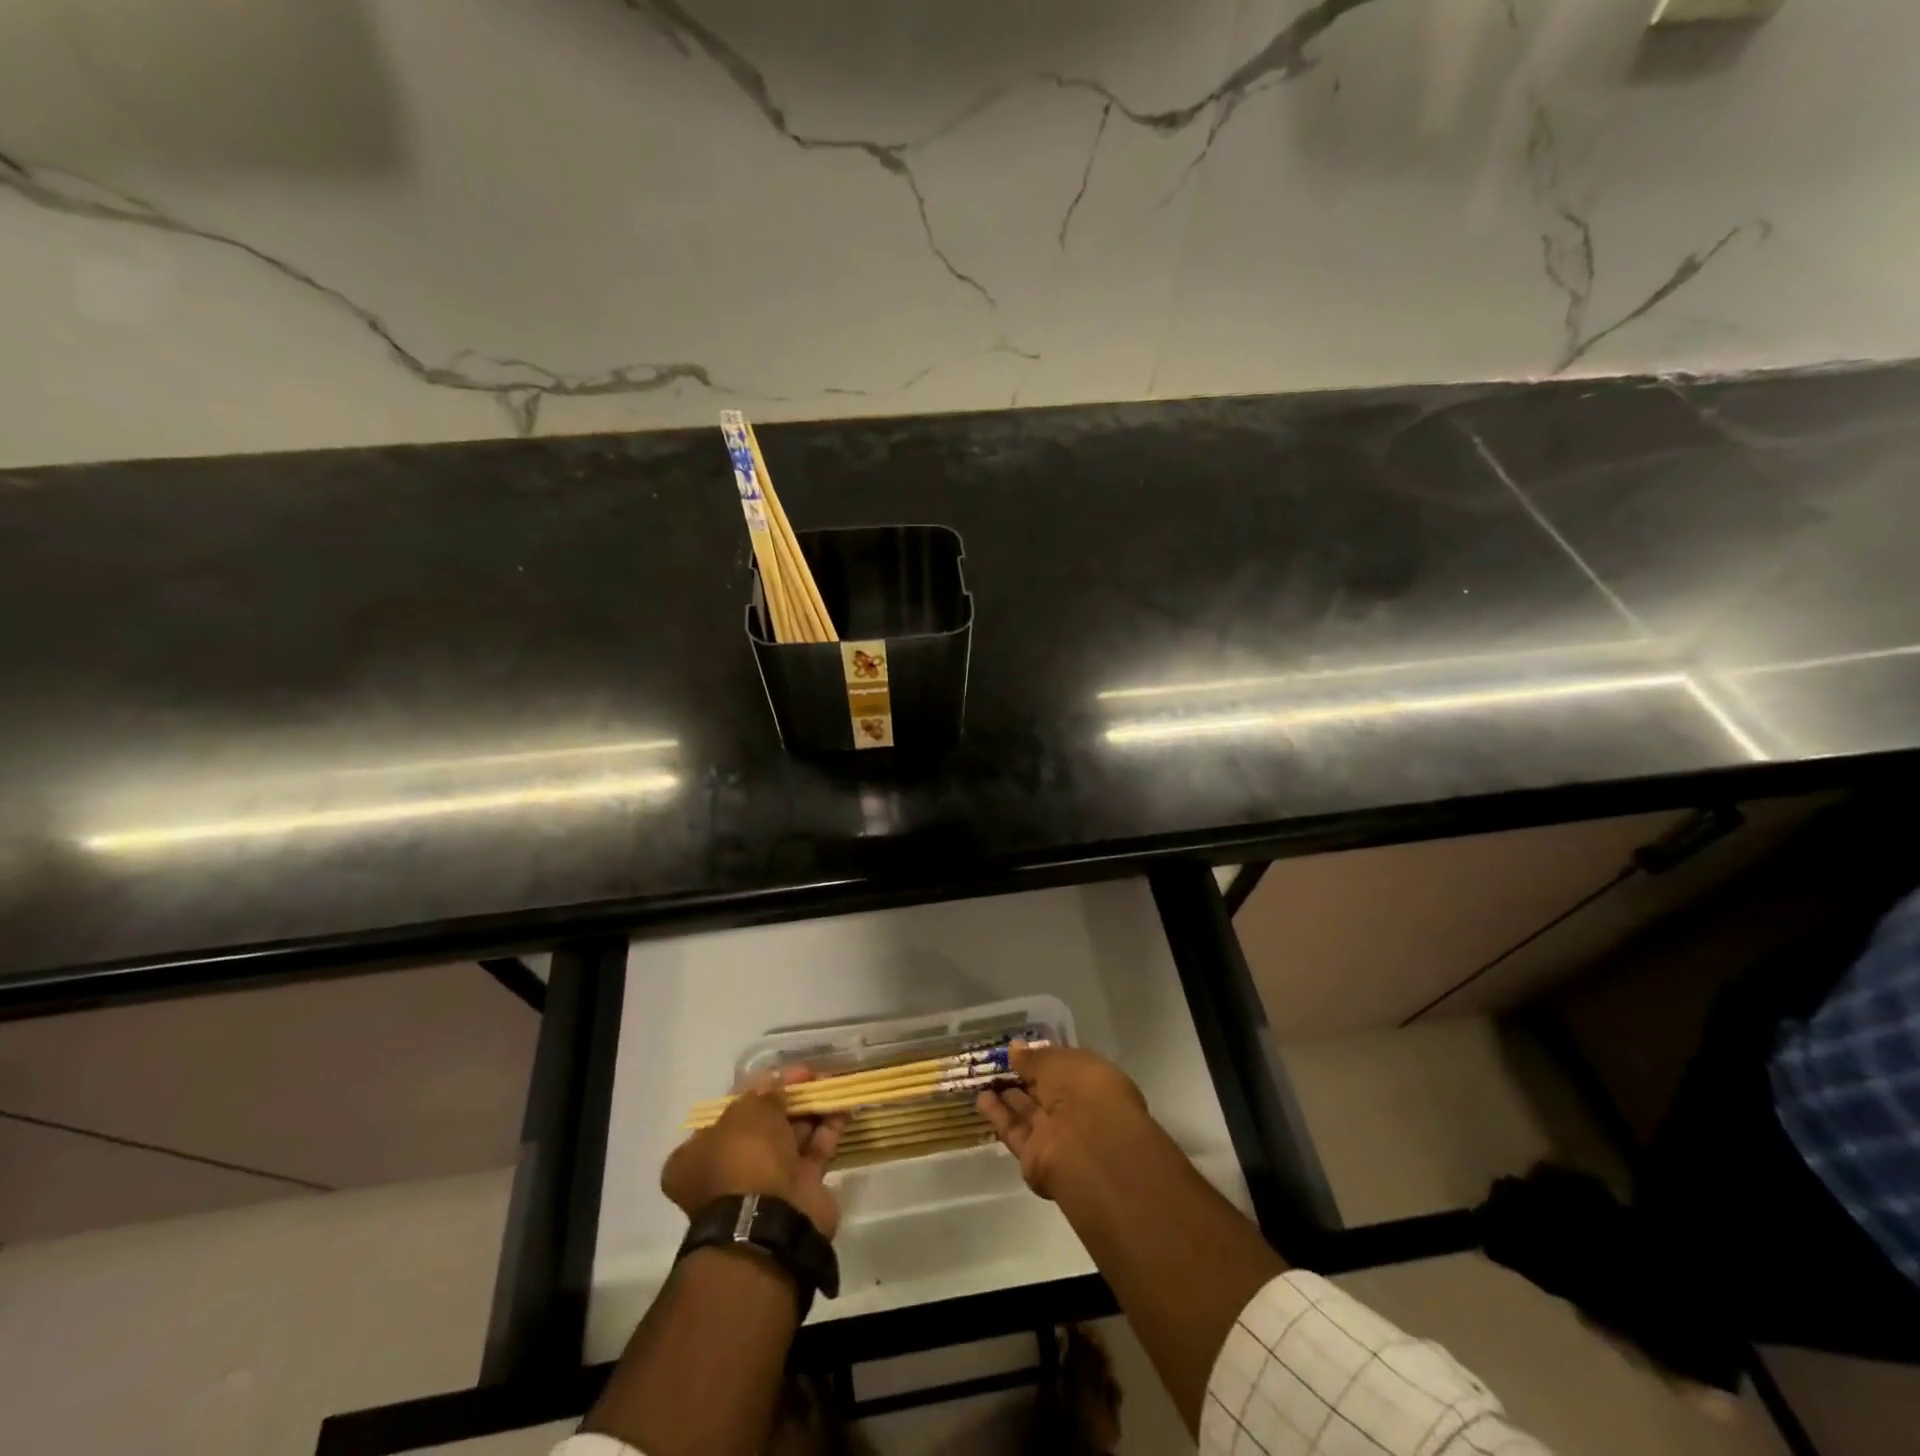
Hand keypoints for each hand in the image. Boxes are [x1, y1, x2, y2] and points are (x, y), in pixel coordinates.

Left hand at [662, 1067, 846, 1239]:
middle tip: (810, 1076)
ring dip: (810, 1111)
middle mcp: (727, 1172)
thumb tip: (773, 1083)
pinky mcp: (797, 1192)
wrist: (771, 1222)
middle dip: (787, 1099)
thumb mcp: (748, 1113)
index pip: (724, 1116)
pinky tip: (843, 1107)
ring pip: (789, 1138)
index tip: (776, 1076)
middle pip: (761, 1126)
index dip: (752, 1091)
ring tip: (832, 1085)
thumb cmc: (744, 1159)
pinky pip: (813, 1153)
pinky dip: (827, 1130)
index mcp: (697, 1157)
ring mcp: (763, 1185)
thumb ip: (762, 1094)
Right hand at [976, 1043, 1150, 1200]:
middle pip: (1045, 1092)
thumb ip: (1034, 1058)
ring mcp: (1057, 1136)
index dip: (1042, 1059)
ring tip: (983, 1078)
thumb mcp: (1058, 1062)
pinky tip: (981, 1098)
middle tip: (995, 1062)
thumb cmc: (1084, 1091)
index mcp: (1093, 1082)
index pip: (1064, 1069)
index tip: (1017, 1050)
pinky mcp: (1035, 1159)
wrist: (1088, 1147)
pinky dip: (999, 1116)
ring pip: (1028, 1113)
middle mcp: (1076, 1110)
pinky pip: (1015, 1132)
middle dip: (1023, 1078)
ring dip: (1008, 1096)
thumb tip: (1014, 1049)